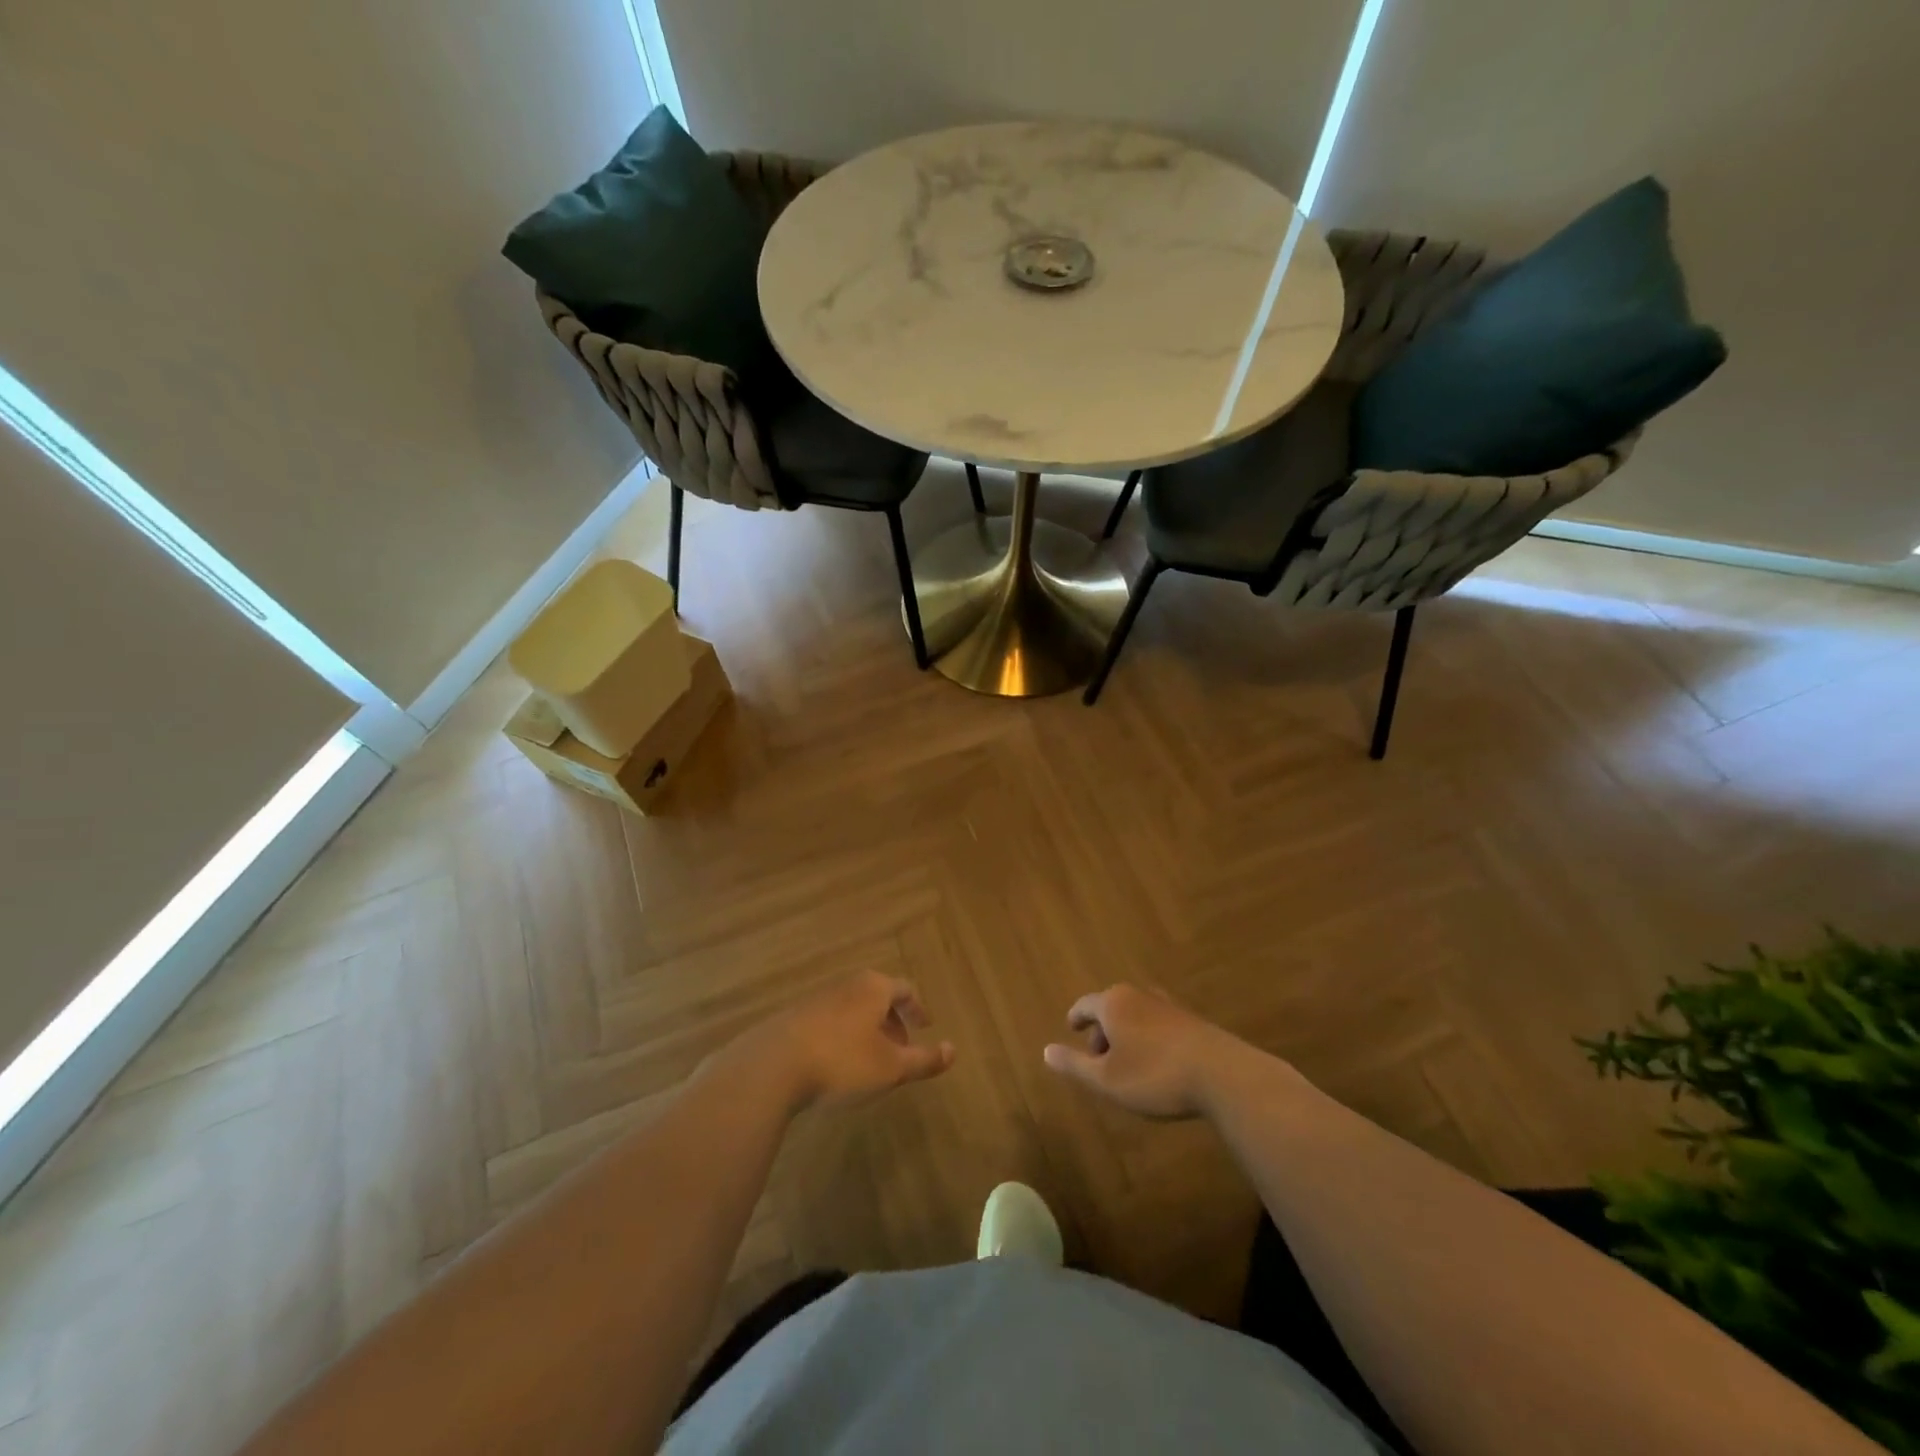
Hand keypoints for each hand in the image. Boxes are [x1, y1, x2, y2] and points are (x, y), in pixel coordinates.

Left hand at [735, 972, 955, 1114]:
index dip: (918, 1009)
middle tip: (900, 1048)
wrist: (772, 1066)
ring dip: (866, 1030)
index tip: (925, 1027)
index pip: (905, 990)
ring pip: (852, 1009)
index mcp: (873, 988)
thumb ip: (924, 1059)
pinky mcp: (794, 1018)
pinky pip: (829, 1021)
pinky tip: (836, 1065)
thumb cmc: (842, 1062)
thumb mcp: (891, 1067)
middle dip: (892, 1021)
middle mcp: (846, 985)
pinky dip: (842, 1037)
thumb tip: (954, 1050)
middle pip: (877, 996)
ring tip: (869, 1060)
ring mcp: (817, 999)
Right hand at [1043, 984, 1260, 1119]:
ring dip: (1127, 1034)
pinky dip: (1149, 1037)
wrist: (1221, 1075)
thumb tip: (1045, 1050)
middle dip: (1102, 1030)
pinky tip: (1156, 1062)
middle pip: (1111, 1007)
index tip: (1071, 1028)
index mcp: (1113, 1004)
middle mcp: (1138, 995)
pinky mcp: (1191, 1020)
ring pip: (1136, 1014)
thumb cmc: (1154, 1075)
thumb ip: (1074, 1065)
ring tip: (1127, 1062)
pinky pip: (1158, 1023)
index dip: (1076, 1017)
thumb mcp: (1106, 1080)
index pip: (1085, 1004)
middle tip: (1098, 1057)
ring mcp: (1167, 1005)